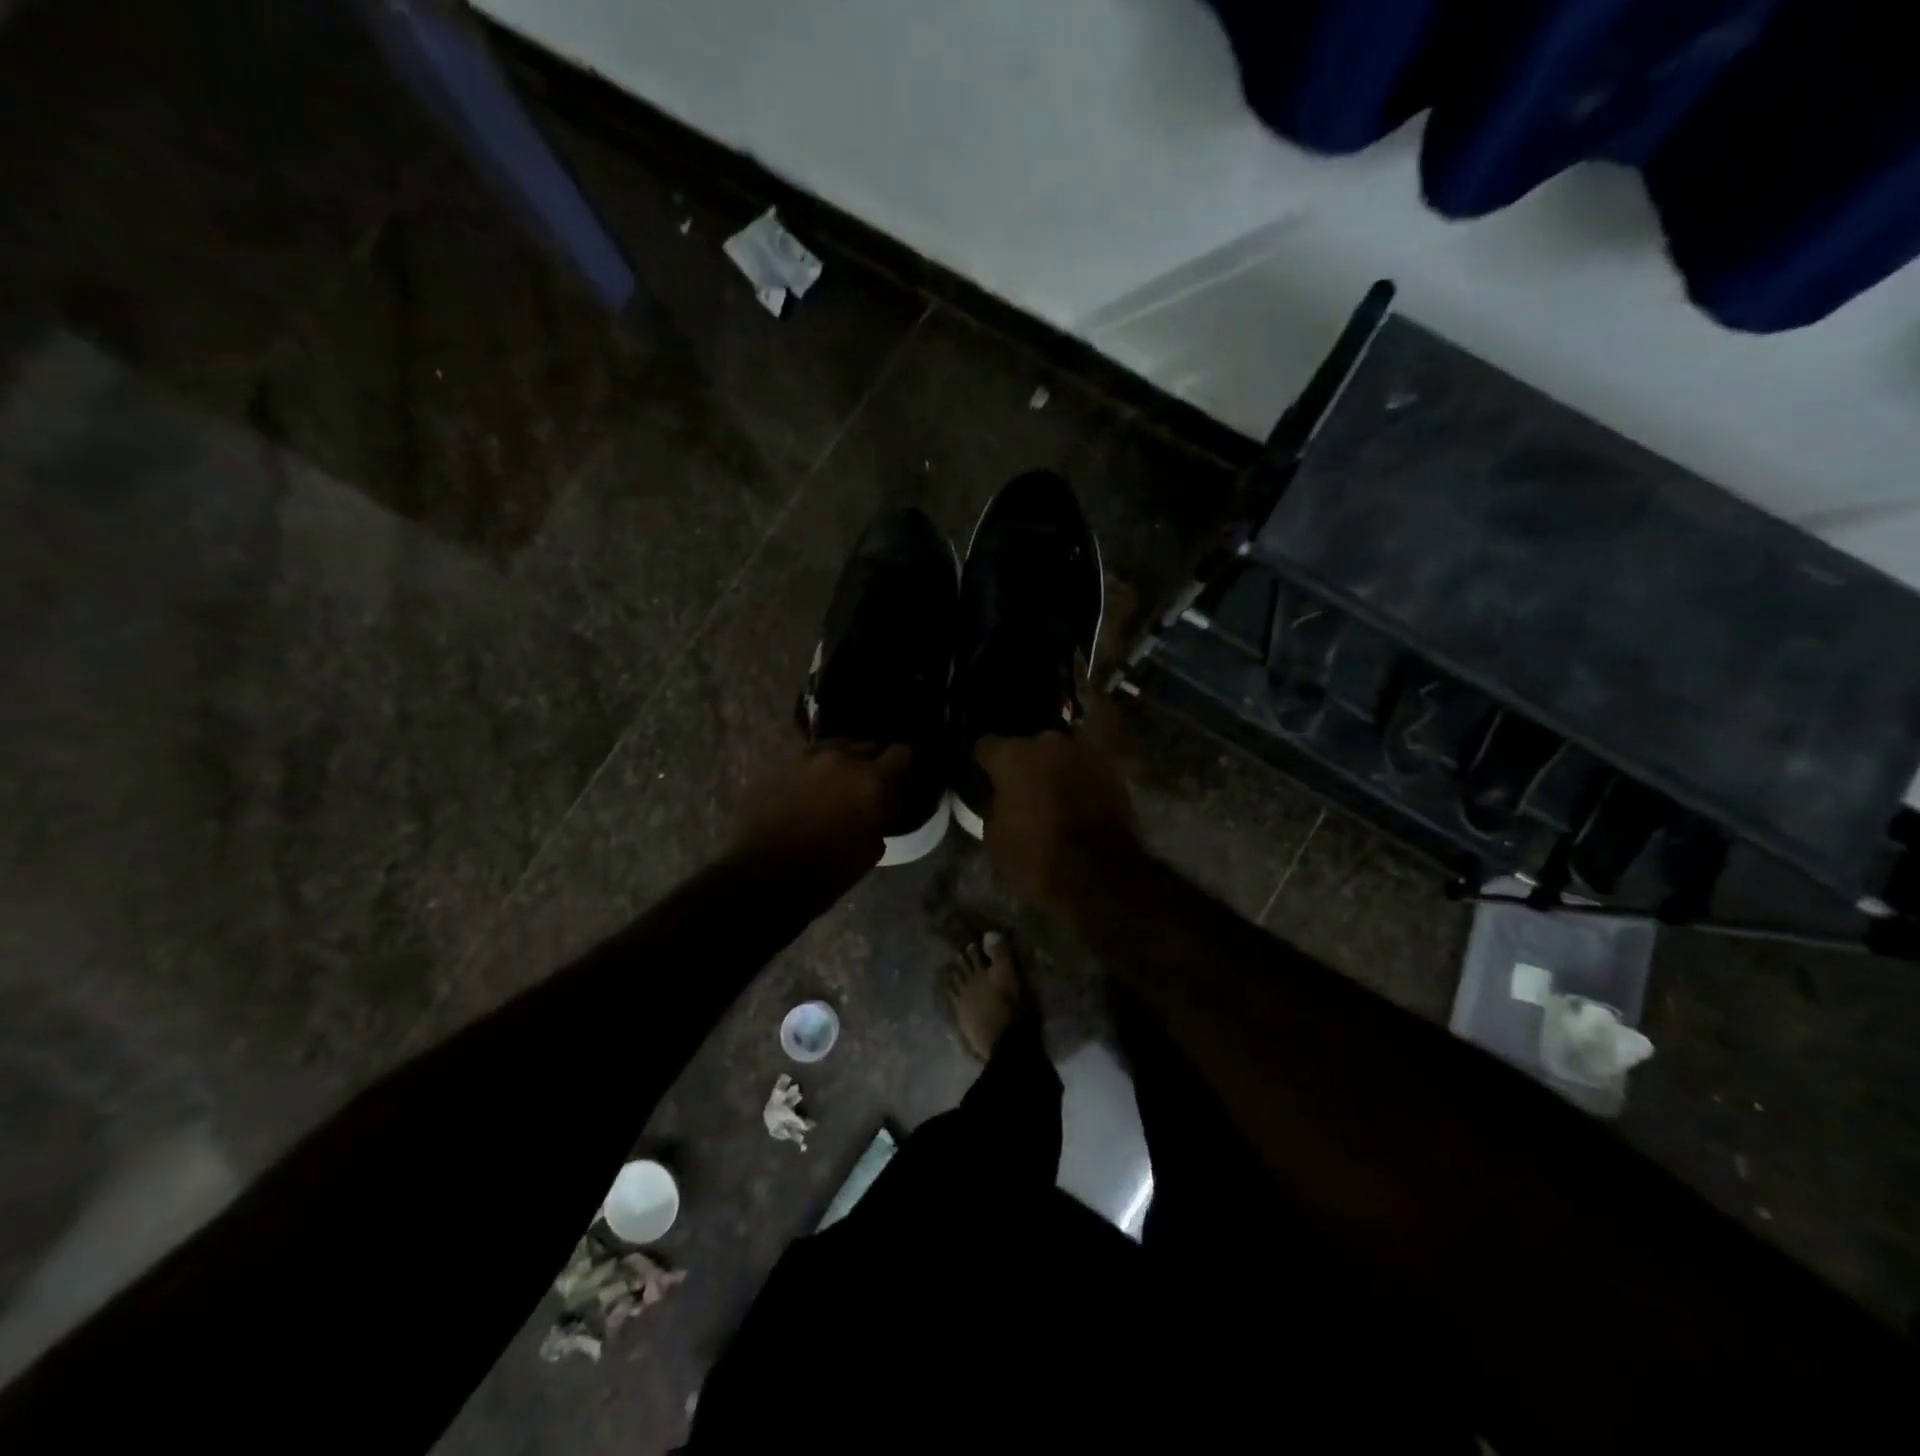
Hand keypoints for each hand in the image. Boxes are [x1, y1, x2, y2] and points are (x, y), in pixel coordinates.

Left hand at [729, 742, 913, 870]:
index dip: (908, 760)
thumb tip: (884, 804)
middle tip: (874, 780)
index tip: (907, 771)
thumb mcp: (871, 850)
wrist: (762, 876)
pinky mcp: (780, 761)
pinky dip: (818, 766)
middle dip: (876, 759)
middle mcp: (844, 758)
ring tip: (842, 778)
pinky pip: (810, 755)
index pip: (903, 751)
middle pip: (870, 743)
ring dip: (846, 758)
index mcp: (872, 781)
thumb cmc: (826, 872)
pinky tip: (813, 784)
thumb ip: (883, 816)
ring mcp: (808, 755)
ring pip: (838, 745)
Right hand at [974, 731, 1141, 911]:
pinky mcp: (1112, 771)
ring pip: (1059, 756)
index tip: (984, 779)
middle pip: (1028, 747)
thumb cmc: (1037, 857)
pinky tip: (1074, 803)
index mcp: (1014, 755)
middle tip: (1020, 789)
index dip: (983, 764)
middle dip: (1023, 764)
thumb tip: (1000, 796)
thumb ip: (994, 804)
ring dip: (1054, 770)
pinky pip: (1084, 770)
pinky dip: (1078, 782)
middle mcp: (1049, 743)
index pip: (987, 746)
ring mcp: (1085, 753)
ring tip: (1050, 796)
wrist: (1102, 876)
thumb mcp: (995, 837)